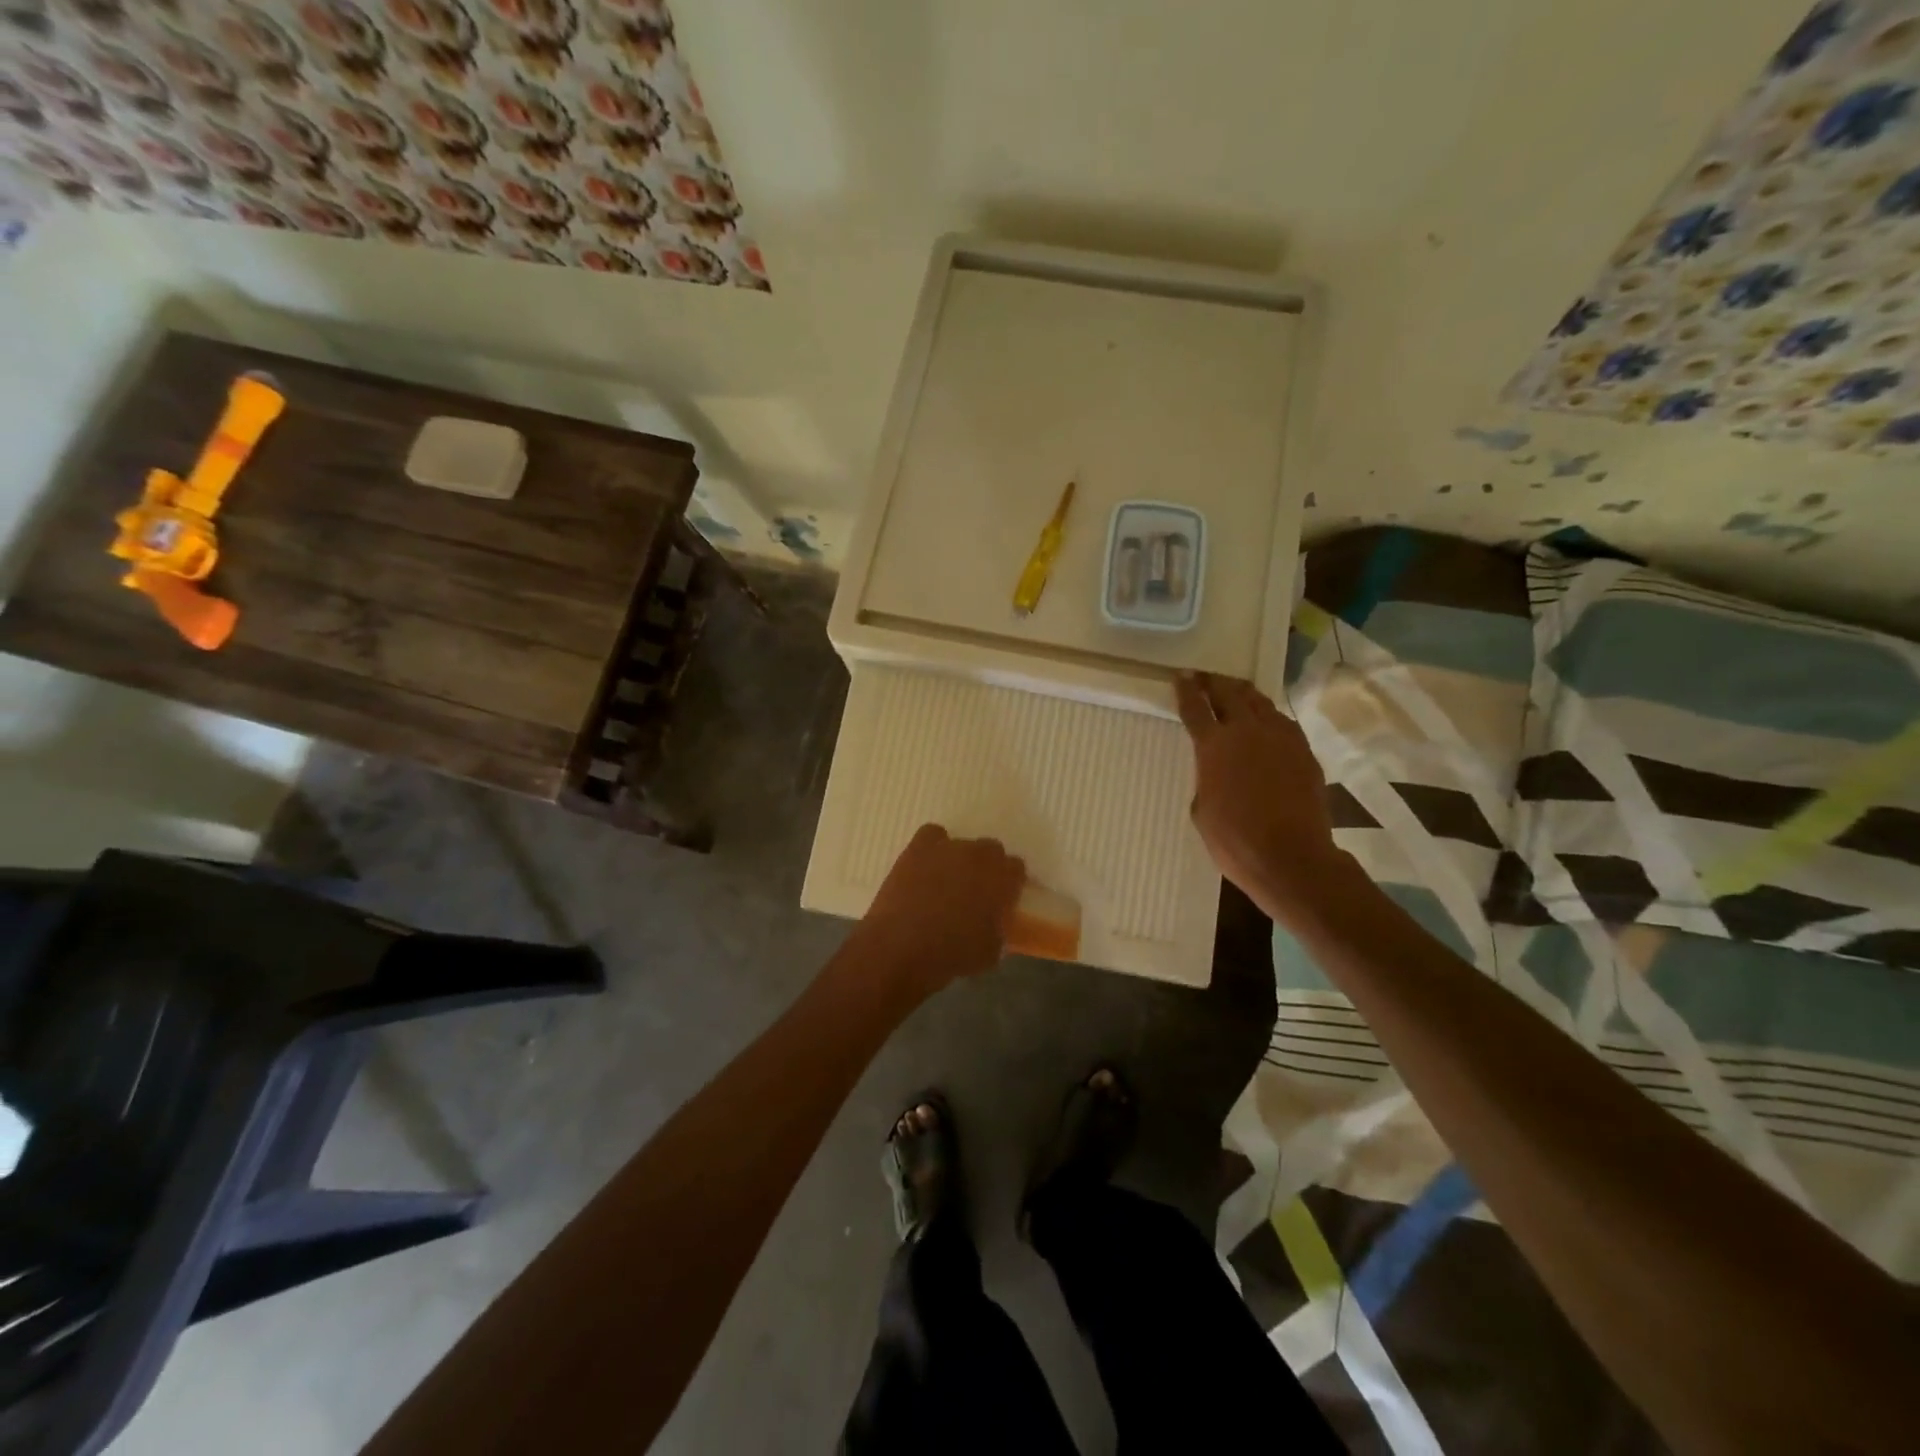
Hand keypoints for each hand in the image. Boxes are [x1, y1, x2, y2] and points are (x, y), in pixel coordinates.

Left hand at [851, 825, 1026, 997]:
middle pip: (992, 850)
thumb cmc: (952, 955)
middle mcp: (980, 856)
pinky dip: (933, 847)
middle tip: (975, 891)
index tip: (1001, 898)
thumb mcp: (991, 951)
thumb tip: (996, 921)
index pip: (1016, 868)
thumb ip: (1000, 928)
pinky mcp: (920, 847)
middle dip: (987, 867)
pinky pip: (933, 835)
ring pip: (963, 844)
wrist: (903, 946)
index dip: (1009, 883)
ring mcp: (949, 847)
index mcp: (1003, 879)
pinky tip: (926, 866)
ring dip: (959, 859)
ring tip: (945, 882)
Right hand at [1174, 673, 1345, 924]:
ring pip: (1260, 702)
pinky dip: (1269, 717)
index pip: (1195, 707)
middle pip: (1229, 693)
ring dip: (1243, 694)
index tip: (1181, 676)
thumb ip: (1207, 779)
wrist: (1291, 857)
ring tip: (1235, 692)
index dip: (1186, 690)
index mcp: (1214, 745)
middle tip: (1205, 678)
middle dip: (1214, 682)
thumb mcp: (1202, 809)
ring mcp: (1280, 738)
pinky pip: (1283, 722)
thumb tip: (1217, 771)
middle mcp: (1247, 731)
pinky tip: (1266, 723)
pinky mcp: (1304, 751)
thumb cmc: (1234, 840)